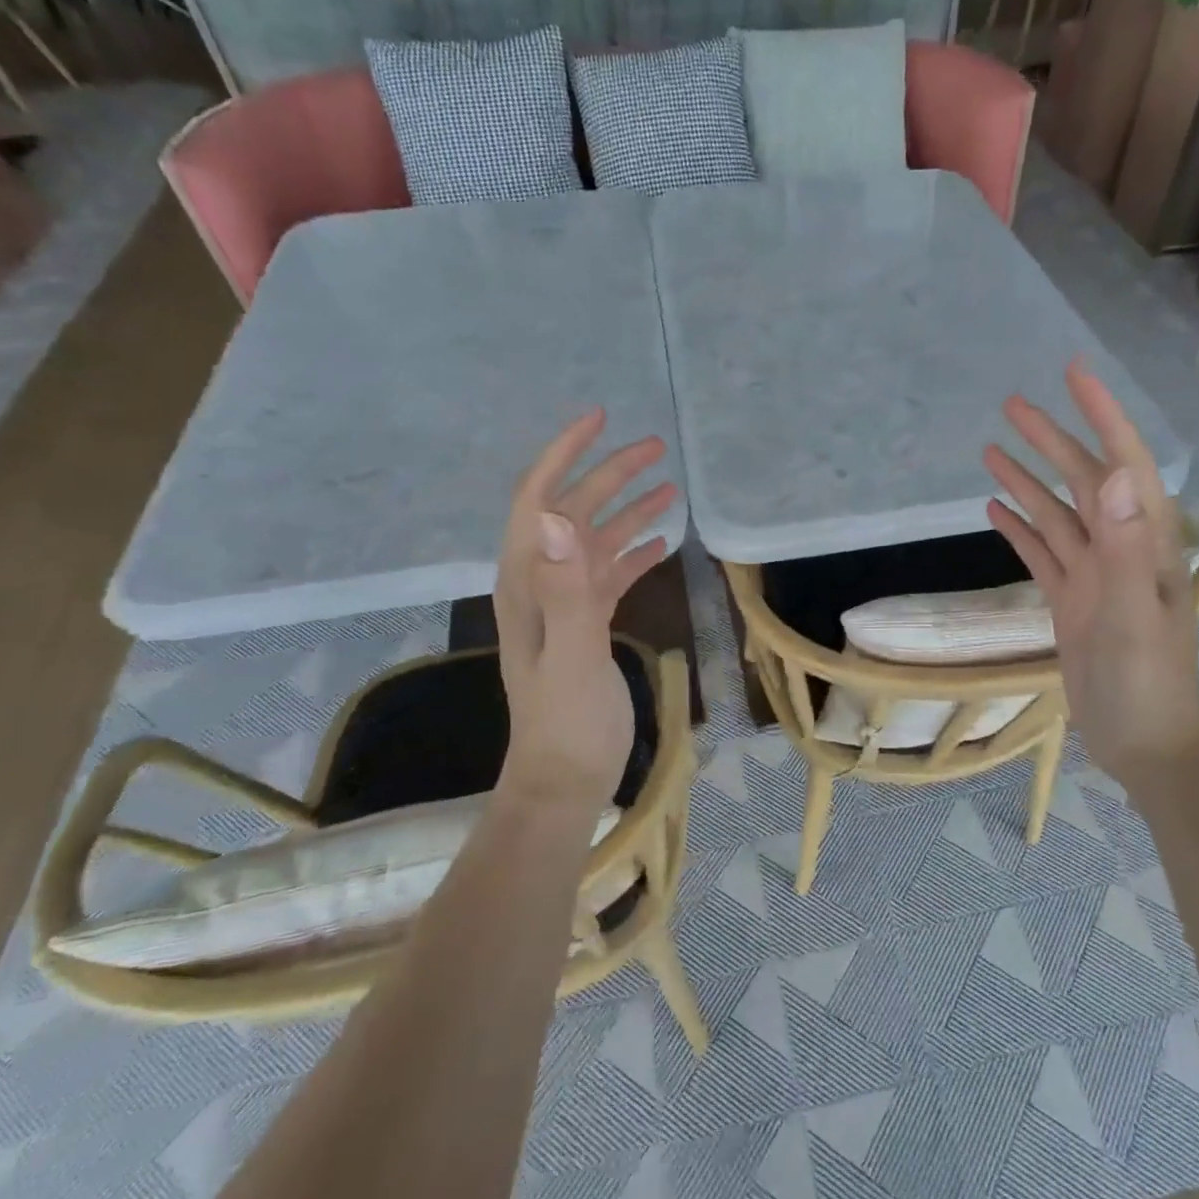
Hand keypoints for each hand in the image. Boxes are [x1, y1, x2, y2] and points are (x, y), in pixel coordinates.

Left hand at [493, 410, 676, 809]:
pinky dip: (633, 552)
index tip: (600, 419)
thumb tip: (557, 515)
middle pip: (573, 511)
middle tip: (656, 448)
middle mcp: (542, 583)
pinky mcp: (587, 624)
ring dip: (627, 510)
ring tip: (669, 488)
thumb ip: (567, 589)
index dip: (564, 454)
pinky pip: (610, 574)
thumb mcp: (572, 656)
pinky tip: (661, 543)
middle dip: (610, 474)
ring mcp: (565, 604)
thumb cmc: (568, 724)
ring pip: (595, 541)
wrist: (565, 780)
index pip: (538, 499)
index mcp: (528, 581)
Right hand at [983, 360, 1198, 779]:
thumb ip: (1127, 547)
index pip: (1124, 462)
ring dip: (1027, 481)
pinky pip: (1042, 553)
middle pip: (1082, 480)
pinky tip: (994, 510)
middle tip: (1011, 406)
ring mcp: (1093, 575)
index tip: (1074, 375)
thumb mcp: (1135, 615)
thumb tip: (1122, 473)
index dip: (1102, 415)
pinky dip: (1020, 529)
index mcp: (1144, 542)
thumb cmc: (1147, 683)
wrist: (1145, 743)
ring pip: (1056, 514)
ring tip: (990, 451)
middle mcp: (1119, 548)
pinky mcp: (1071, 601)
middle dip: (1051, 439)